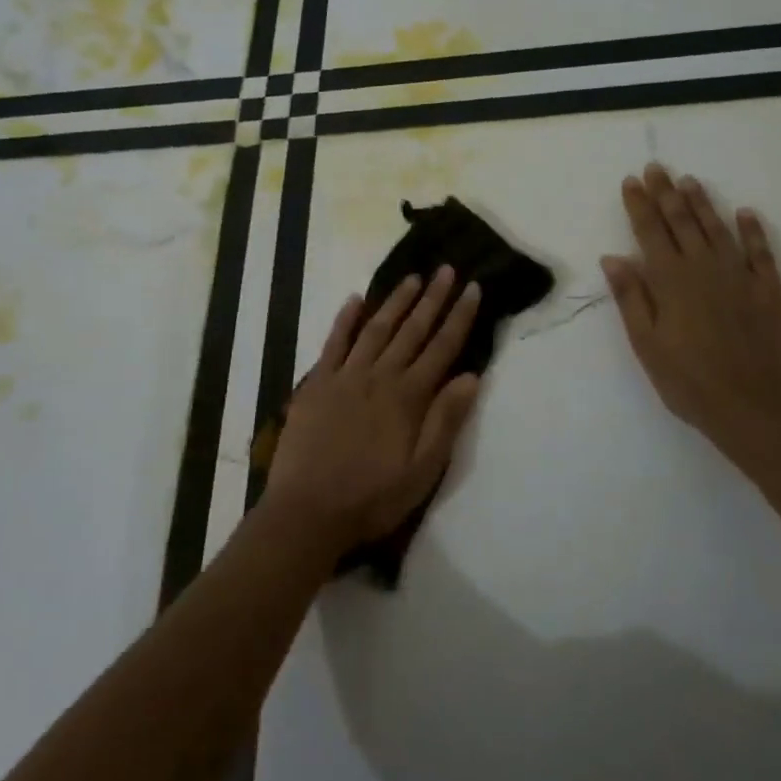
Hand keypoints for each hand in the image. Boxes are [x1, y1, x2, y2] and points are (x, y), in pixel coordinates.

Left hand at [263, 268, 482, 561]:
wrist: (308, 511)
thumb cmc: (372, 498)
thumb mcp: (422, 471)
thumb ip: (446, 421)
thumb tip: (472, 376)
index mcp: (408, 397)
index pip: (442, 348)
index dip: (459, 317)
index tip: (472, 288)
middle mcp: (380, 376)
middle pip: (412, 330)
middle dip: (432, 298)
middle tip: (446, 269)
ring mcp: (345, 376)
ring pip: (376, 329)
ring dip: (395, 301)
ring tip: (412, 278)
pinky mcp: (317, 383)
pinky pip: (333, 342)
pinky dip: (345, 319)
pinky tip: (355, 299)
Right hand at [601, 164, 780, 465]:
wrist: (755, 408)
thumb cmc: (689, 381)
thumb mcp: (646, 344)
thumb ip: (631, 297)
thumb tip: (613, 257)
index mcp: (670, 281)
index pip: (650, 232)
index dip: (640, 205)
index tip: (632, 181)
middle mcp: (704, 268)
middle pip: (682, 222)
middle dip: (666, 193)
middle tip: (657, 168)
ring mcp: (741, 276)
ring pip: (718, 229)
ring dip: (702, 204)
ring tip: (690, 181)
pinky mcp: (770, 290)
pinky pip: (760, 251)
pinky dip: (752, 230)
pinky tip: (745, 213)